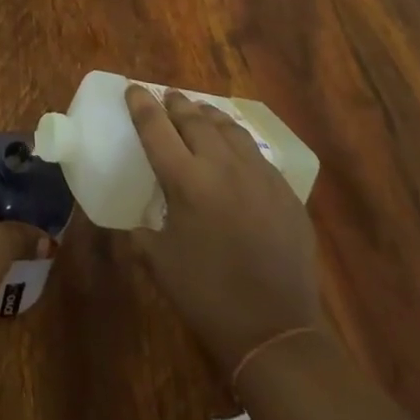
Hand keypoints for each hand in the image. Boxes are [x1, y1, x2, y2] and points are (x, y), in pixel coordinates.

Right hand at [125, 85, 323, 374]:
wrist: (276, 330)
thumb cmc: (208, 296)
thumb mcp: (160, 263)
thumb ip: (141, 234)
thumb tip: (134, 225)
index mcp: (185, 180)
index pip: (156, 128)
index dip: (142, 105)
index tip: (133, 89)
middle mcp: (221, 166)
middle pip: (194, 120)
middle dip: (177, 104)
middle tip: (168, 97)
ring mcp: (258, 176)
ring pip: (230, 129)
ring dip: (210, 116)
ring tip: (201, 112)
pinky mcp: (285, 192)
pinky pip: (257, 155)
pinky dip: (239, 144)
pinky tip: (236, 152)